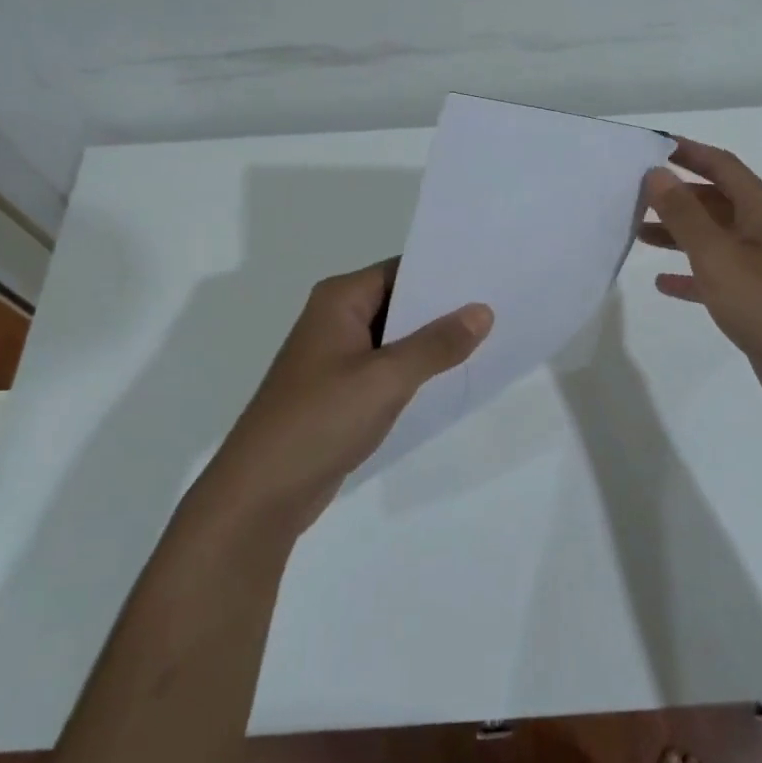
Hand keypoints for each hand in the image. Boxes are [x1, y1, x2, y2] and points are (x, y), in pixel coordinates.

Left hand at [205, 260, 491, 532]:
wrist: (262, 493)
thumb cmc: (321, 420)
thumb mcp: (387, 378)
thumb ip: (437, 343)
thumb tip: (482, 311)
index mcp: (340, 300)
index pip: (401, 270)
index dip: (443, 272)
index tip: (488, 275)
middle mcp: (336, 319)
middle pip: (399, 301)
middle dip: (443, 308)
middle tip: (499, 306)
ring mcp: (336, 357)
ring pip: (395, 337)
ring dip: (431, 342)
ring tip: (488, 338)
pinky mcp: (340, 391)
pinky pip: (386, 368)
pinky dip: (415, 370)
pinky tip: (452, 376)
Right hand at [641, 138, 761, 422]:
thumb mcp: (717, 256)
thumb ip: (684, 214)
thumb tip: (656, 173)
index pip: (723, 165)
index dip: (688, 152)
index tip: (651, 146)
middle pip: (717, 200)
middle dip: (677, 196)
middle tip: (634, 196)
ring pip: (715, 237)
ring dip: (680, 233)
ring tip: (637, 234)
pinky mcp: (760, 298)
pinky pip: (719, 274)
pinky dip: (692, 273)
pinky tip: (663, 283)